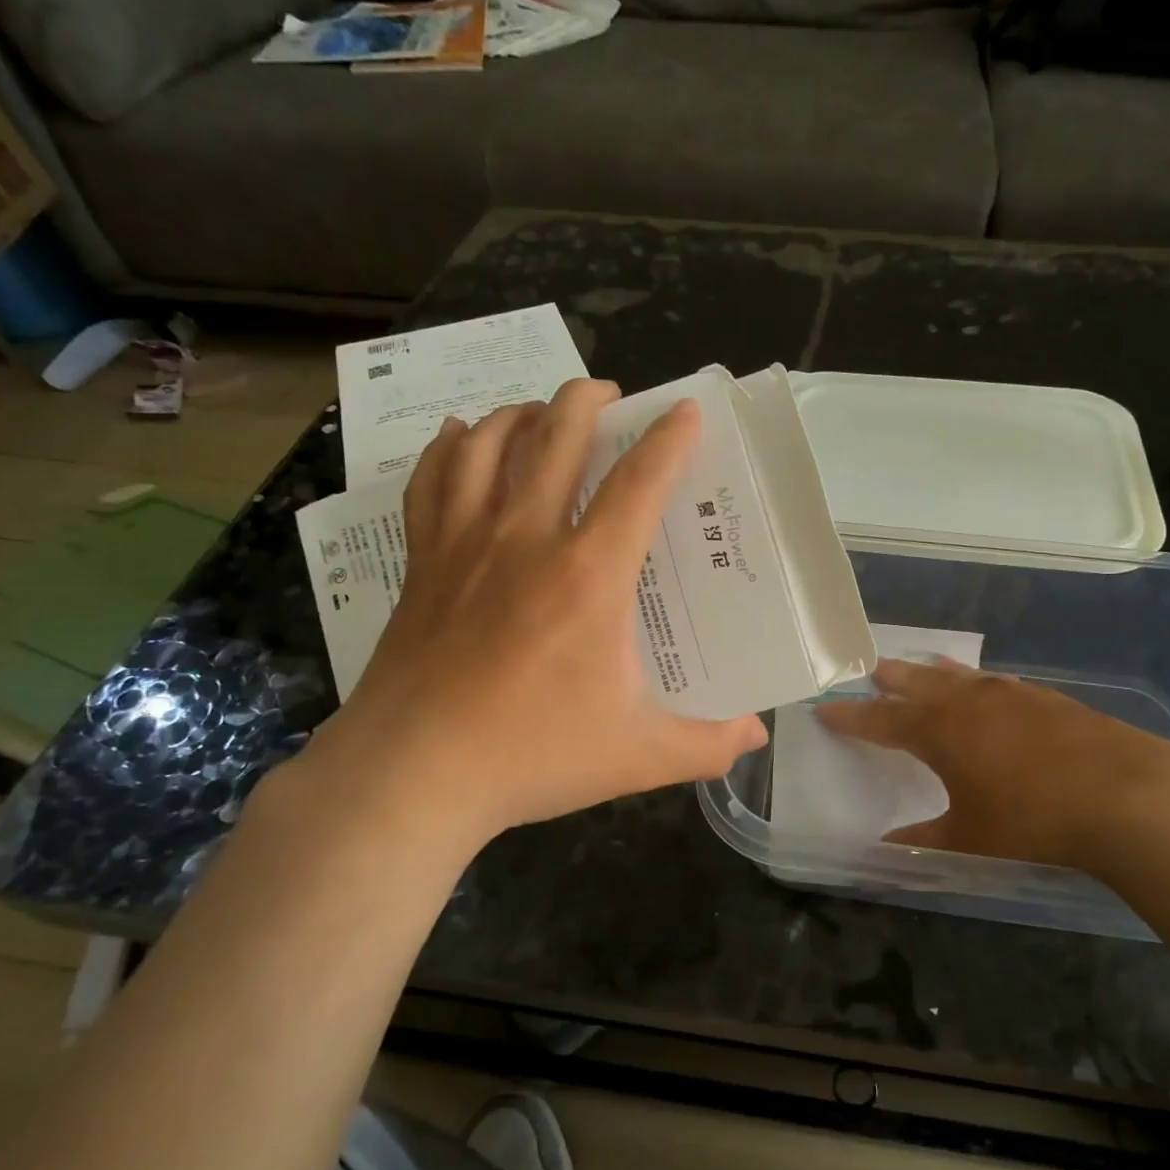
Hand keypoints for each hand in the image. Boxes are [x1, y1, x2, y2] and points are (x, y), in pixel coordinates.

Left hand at [297, 379, 767, 849]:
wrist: (413, 773)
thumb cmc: (532, 755)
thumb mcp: (638, 756)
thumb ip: (707, 744)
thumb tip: (757, 737)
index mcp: (589, 574)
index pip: (639, 483)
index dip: (669, 440)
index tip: (686, 412)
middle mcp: (526, 538)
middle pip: (556, 436)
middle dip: (587, 399)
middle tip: (609, 395)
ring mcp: (465, 544)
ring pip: (488, 444)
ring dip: (520, 413)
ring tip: (541, 412)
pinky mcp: (423, 563)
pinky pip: (431, 481)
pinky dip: (449, 448)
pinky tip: (460, 436)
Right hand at [815, 659, 1169, 879]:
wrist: (1128, 796)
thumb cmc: (1033, 819)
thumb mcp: (969, 839)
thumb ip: (923, 839)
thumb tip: (883, 847)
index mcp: (939, 731)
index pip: (880, 720)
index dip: (851, 717)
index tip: (825, 709)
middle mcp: (969, 702)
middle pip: (918, 683)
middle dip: (892, 680)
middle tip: (873, 670)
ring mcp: (1011, 695)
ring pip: (960, 676)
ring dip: (935, 673)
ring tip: (922, 665)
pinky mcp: (1048, 699)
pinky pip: (997, 682)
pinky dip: (978, 681)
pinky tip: (989, 688)